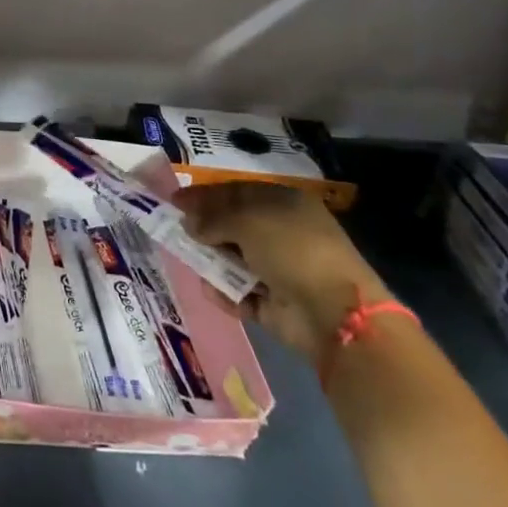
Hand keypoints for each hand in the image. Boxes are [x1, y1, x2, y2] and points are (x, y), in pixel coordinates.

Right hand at [176, 181, 391, 358]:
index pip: (237, 192)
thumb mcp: (246, 220)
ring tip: (189, 261)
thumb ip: (212, 218)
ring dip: (212, 261)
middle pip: (234, 226)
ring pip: (235, 260)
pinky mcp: (276, 304)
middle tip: (175, 231)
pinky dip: (225, 292)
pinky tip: (211, 289)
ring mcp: (281, 270)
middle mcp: (283, 233)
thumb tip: (189, 223)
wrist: (333, 314)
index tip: (174, 200)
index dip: (205, 195)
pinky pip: (241, 293)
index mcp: (284, 204)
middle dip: (205, 228)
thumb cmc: (291, 249)